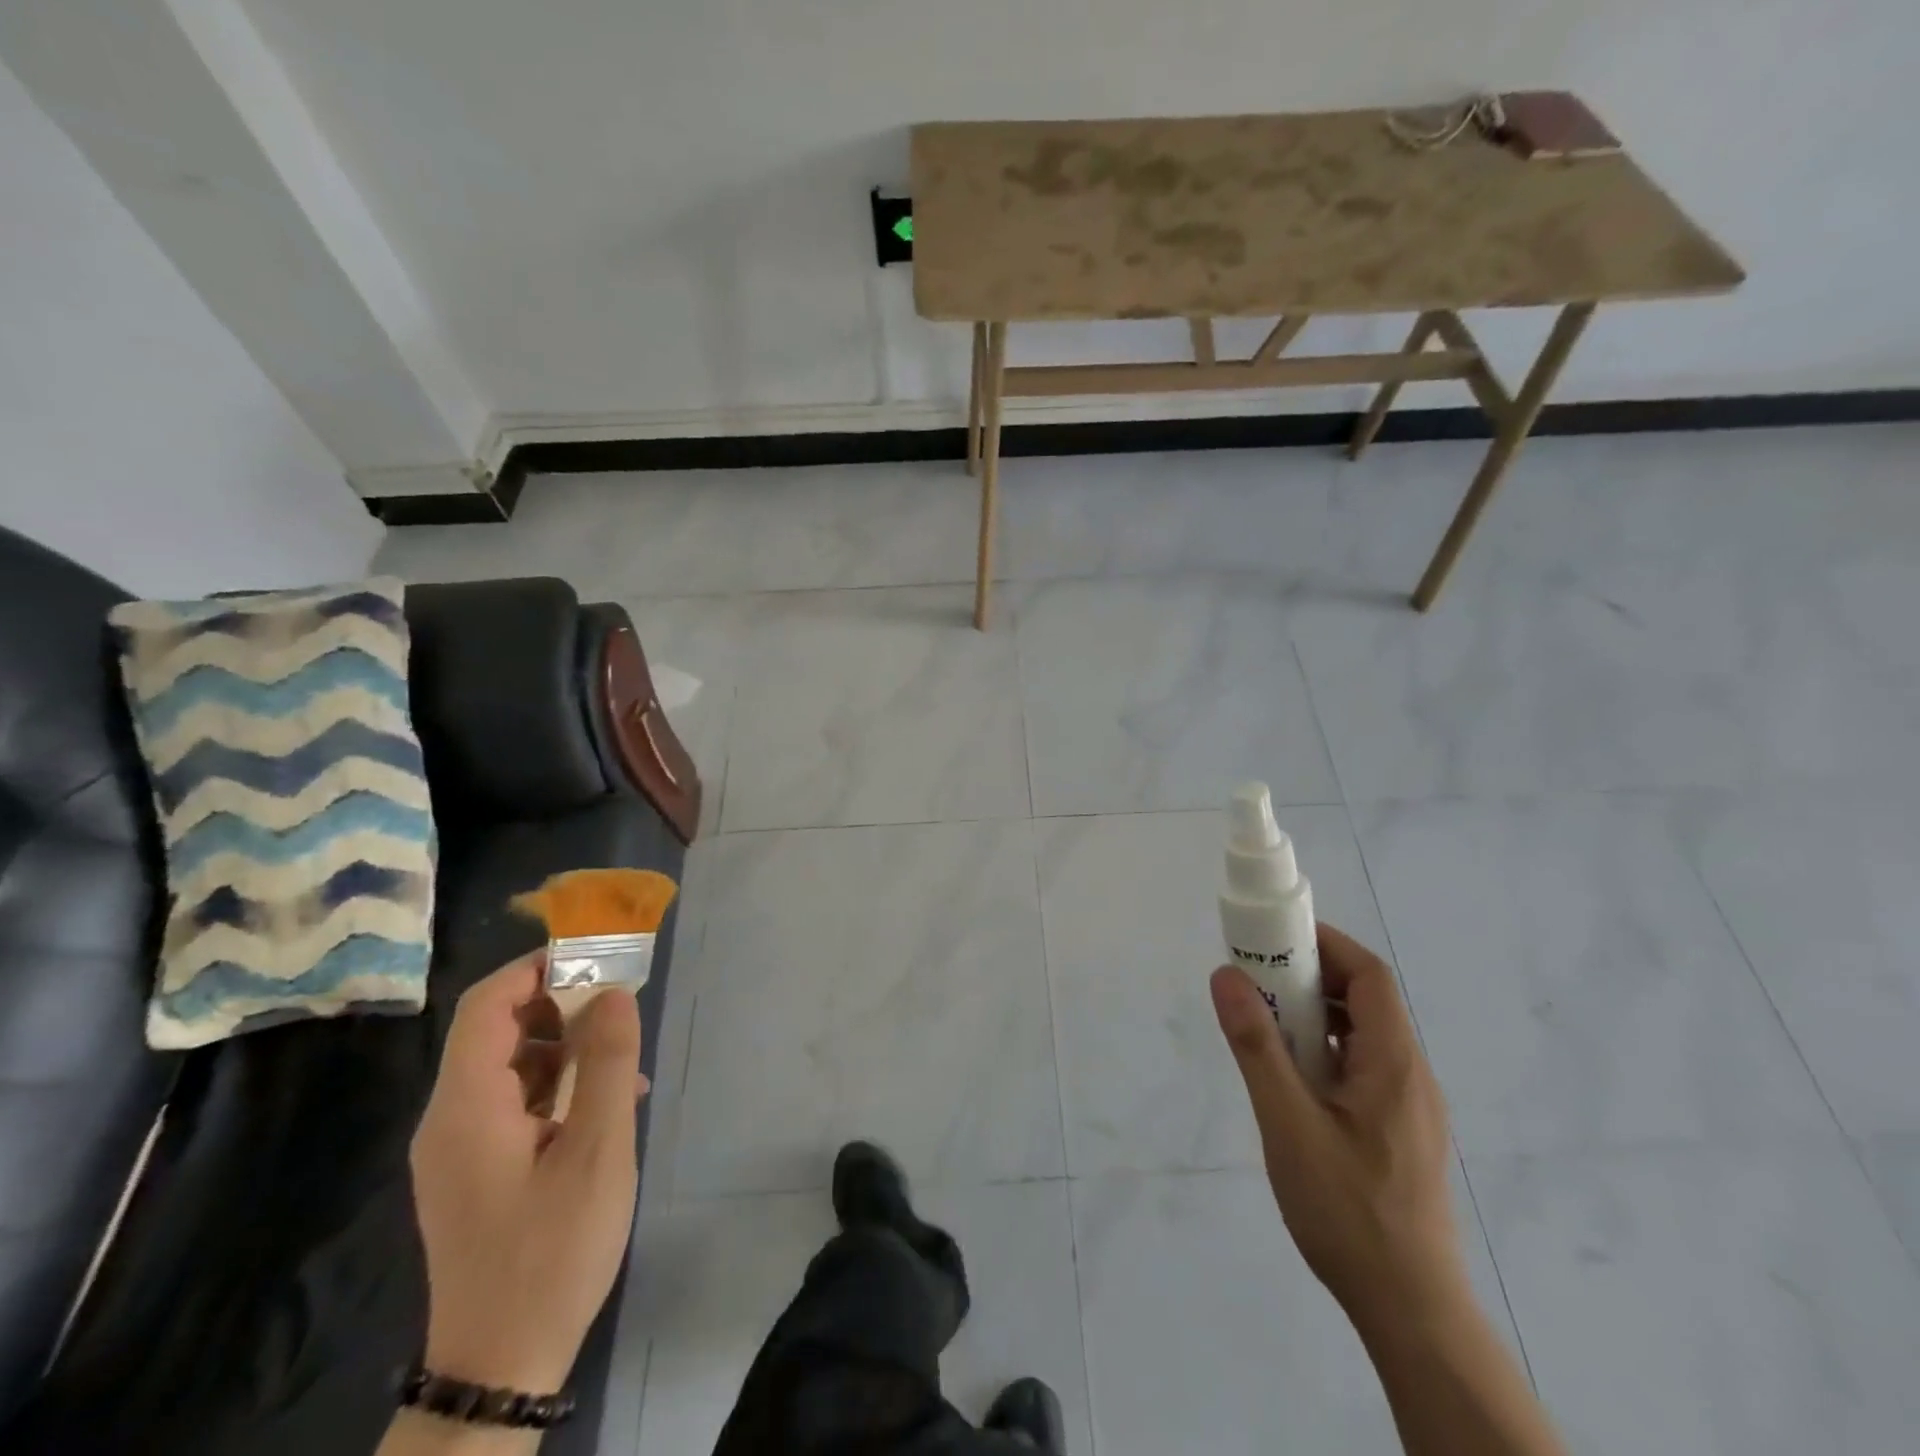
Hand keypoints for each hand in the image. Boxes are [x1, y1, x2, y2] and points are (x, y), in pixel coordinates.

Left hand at [410, 952, 646, 1392]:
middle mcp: (449, 1119)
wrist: (501, 1364)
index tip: (594, 956)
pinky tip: (605, 1105)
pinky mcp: (475, 1169)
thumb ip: (606, 1065)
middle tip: (620, 1007)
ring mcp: (459, 1147)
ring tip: (623, 1062)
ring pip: (510, 1065)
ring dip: (566, 1047)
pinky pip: (514, 1102)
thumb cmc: (552, 1251)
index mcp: (466, 1108)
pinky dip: (557, 1085)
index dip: (536, 968)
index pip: (486, 1005)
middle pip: (497, 1030)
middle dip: (560, 1005)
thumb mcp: (596, 1151)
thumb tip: (615, 992)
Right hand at [1211, 923, 1463, 1333]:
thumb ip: (1256, 1046)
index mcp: (1394, 1064)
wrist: (1410, 1311)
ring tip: (1266, 1026)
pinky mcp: (1401, 1134)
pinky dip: (1325, 1052)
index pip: (1370, 976)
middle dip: (1311, 978)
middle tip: (1258, 980)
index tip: (1277, 937)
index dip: (1327, 944)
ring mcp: (1410, 1108)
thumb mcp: (1288, 1123)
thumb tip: (1227, 976)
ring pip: (1363, 1037)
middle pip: (1366, 1002)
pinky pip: (1363, 1068)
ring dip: (1315, 1017)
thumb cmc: (1347, 1211)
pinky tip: (1292, 1080)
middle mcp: (1412, 1076)